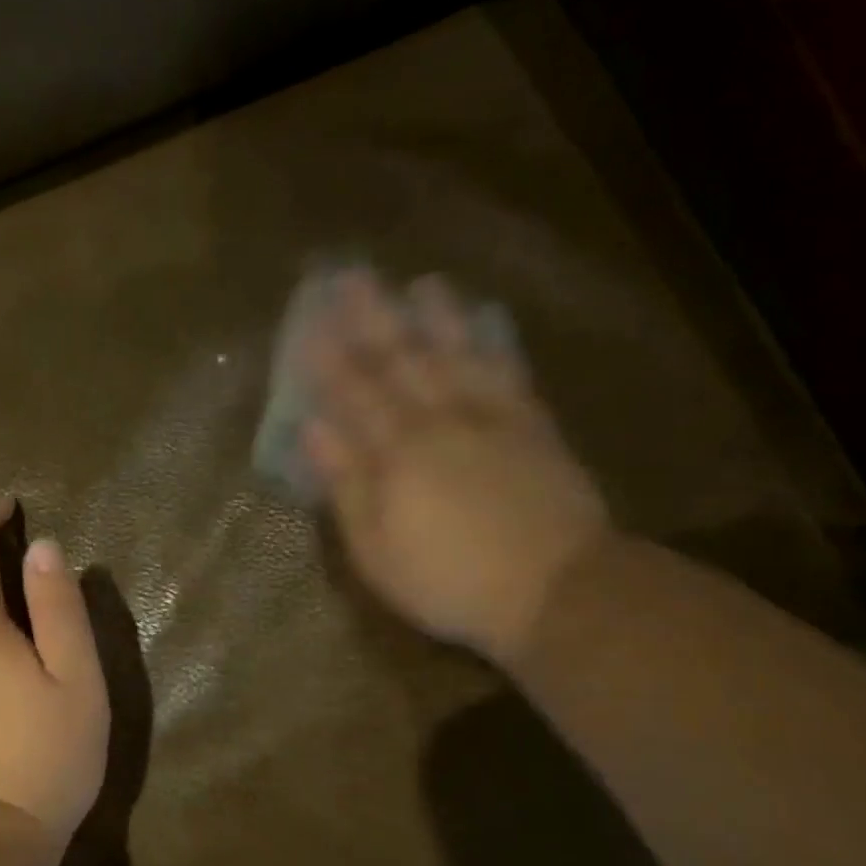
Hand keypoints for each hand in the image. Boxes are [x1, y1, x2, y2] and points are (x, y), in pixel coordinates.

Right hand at [303, 271, 611, 664]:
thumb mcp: (376, 549)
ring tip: (423, 283)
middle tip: (353, 276)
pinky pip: (509, 374)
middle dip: (373, 318)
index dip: (328, 357)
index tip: (308, 321)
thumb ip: (346, 486)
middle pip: (401, 361)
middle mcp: (440, 422)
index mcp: (396, 454)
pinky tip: (485, 325)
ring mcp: (492, 420)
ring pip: (458, 356)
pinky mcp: (534, 428)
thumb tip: (314, 431)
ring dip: (437, 318)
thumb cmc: (448, 580)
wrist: (557, 589)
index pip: (353, 393)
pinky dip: (494, 345)